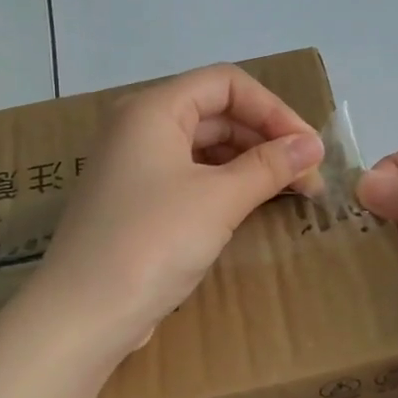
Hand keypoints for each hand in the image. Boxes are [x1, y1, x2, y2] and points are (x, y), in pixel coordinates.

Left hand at [30, 65, 324, 361]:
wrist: (84, 314)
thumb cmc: (152, 241)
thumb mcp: (219, 199)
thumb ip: (270, 166)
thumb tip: (313, 145)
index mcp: (153, 110)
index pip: (226, 83)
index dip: (273, 109)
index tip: (308, 147)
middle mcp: (140, 128)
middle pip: (217, 113)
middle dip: (267, 139)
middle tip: (308, 177)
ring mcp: (136, 166)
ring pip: (206, 147)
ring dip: (251, 163)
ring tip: (291, 192)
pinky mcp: (138, 202)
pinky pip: (192, 177)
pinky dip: (227, 185)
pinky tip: (253, 205)